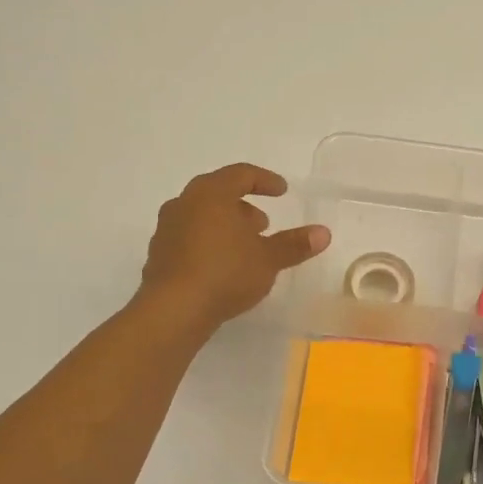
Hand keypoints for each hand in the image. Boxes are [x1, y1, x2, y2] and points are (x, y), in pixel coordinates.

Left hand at [138, 164, 330, 333]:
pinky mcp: (159, 254)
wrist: (173, 309)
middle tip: (263, 224)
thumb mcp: (268, 259)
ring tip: (245, 248)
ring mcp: (167, 228)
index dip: (265, 180)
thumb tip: (323, 233)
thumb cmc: (225, 273)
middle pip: (217, 193)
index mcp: (211, 193)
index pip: (241, 174)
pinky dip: (208, 243)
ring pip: (201, 216)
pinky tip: (222, 267)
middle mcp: (184, 203)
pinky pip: (189, 238)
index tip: (282, 191)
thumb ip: (294, 244)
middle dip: (244, 206)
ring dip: (225, 226)